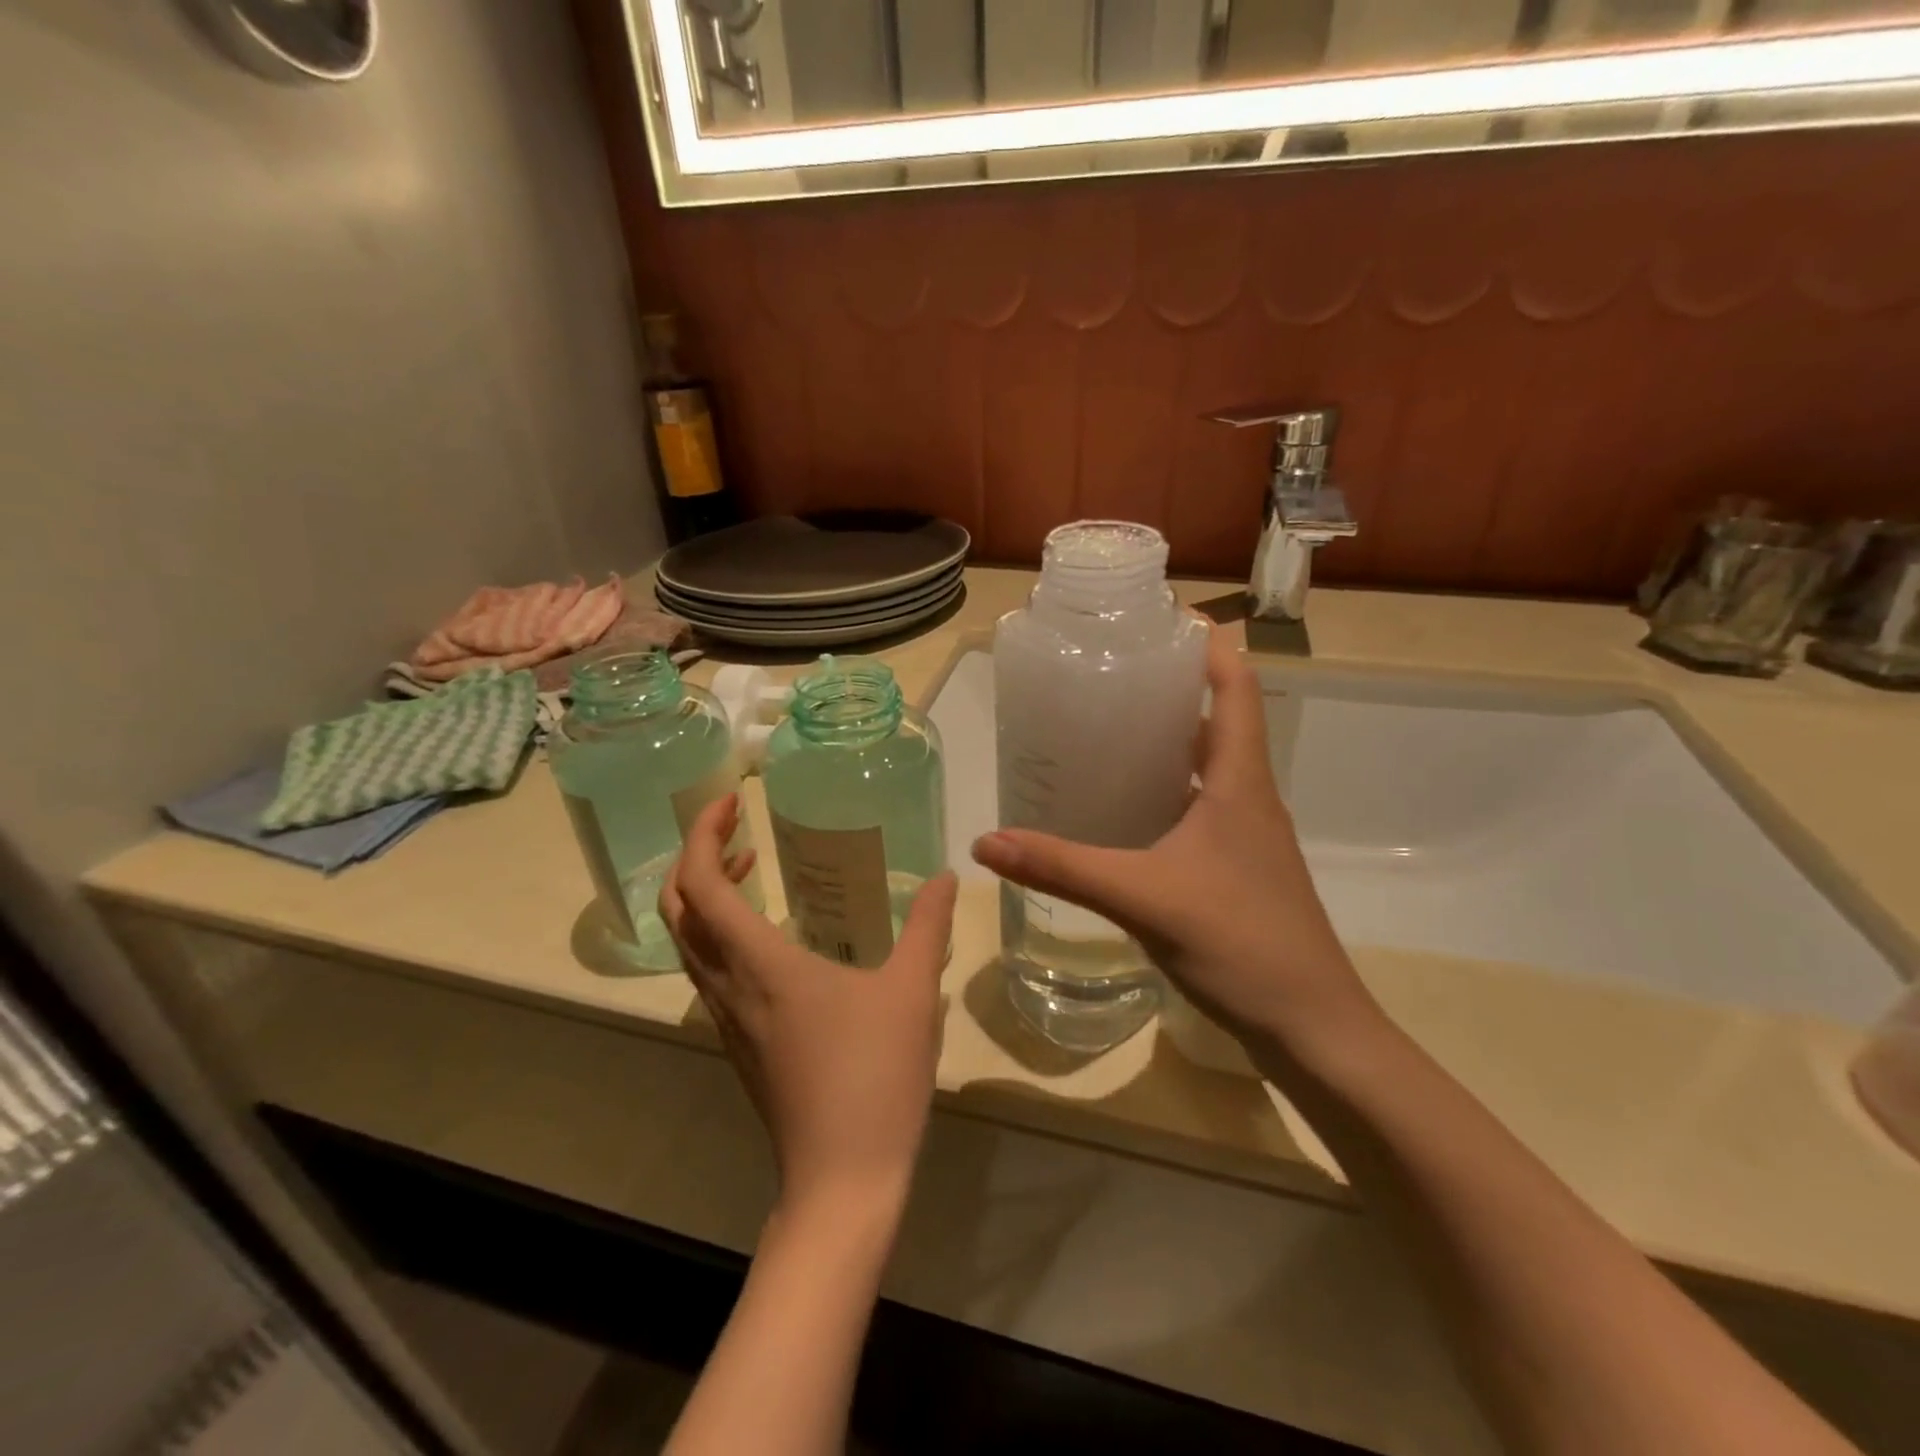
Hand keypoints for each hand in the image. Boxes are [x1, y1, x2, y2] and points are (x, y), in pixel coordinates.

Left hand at [662, 794, 959, 1213]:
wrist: (842, 1179)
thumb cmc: (875, 1076)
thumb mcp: (912, 991)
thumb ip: (929, 927)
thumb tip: (948, 878)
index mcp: (760, 964)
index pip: (701, 884)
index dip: (703, 833)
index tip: (732, 799)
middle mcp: (730, 986)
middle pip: (679, 910)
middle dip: (696, 857)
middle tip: (739, 828)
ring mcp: (730, 1019)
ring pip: (690, 943)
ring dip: (707, 895)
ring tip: (752, 866)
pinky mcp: (741, 1043)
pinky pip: (711, 970)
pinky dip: (723, 931)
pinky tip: (773, 935)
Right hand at [972, 630, 1379, 1060]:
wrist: (1311, 1025)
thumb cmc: (1240, 942)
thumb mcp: (1142, 897)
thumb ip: (1063, 867)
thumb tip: (985, 843)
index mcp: (1240, 781)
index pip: (1235, 687)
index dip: (1209, 645)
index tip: (1163, 618)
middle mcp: (1249, 797)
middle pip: (1217, 719)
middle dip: (1171, 687)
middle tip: (1110, 672)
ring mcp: (1247, 835)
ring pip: (1207, 766)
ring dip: (1168, 740)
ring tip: (1107, 729)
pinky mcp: (1237, 868)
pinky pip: (1200, 807)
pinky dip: (1166, 791)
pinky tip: (1124, 810)